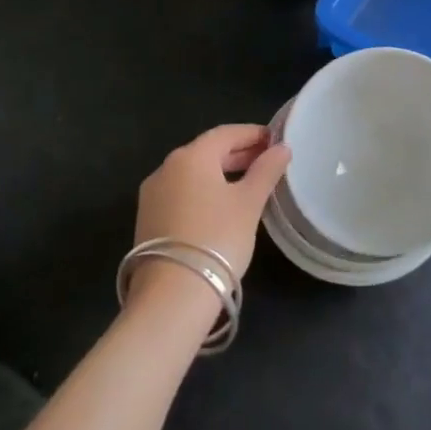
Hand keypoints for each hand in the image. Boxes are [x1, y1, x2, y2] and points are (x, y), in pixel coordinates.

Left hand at [130, 125, 289, 308]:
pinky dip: (204, 191)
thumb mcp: (249, 202)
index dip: (253, 134)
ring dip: (221, 173)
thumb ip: (267, 171)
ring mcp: (152, 195)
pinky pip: (182, 193)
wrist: (172, 295)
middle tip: (267, 161)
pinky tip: (222, 206)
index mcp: (190, 156)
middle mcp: (166, 168)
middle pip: (207, 151)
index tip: (276, 140)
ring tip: (249, 184)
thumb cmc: (217, 238)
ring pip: (193, 174)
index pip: (226, 133)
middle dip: (238, 153)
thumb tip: (282, 148)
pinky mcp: (148, 220)